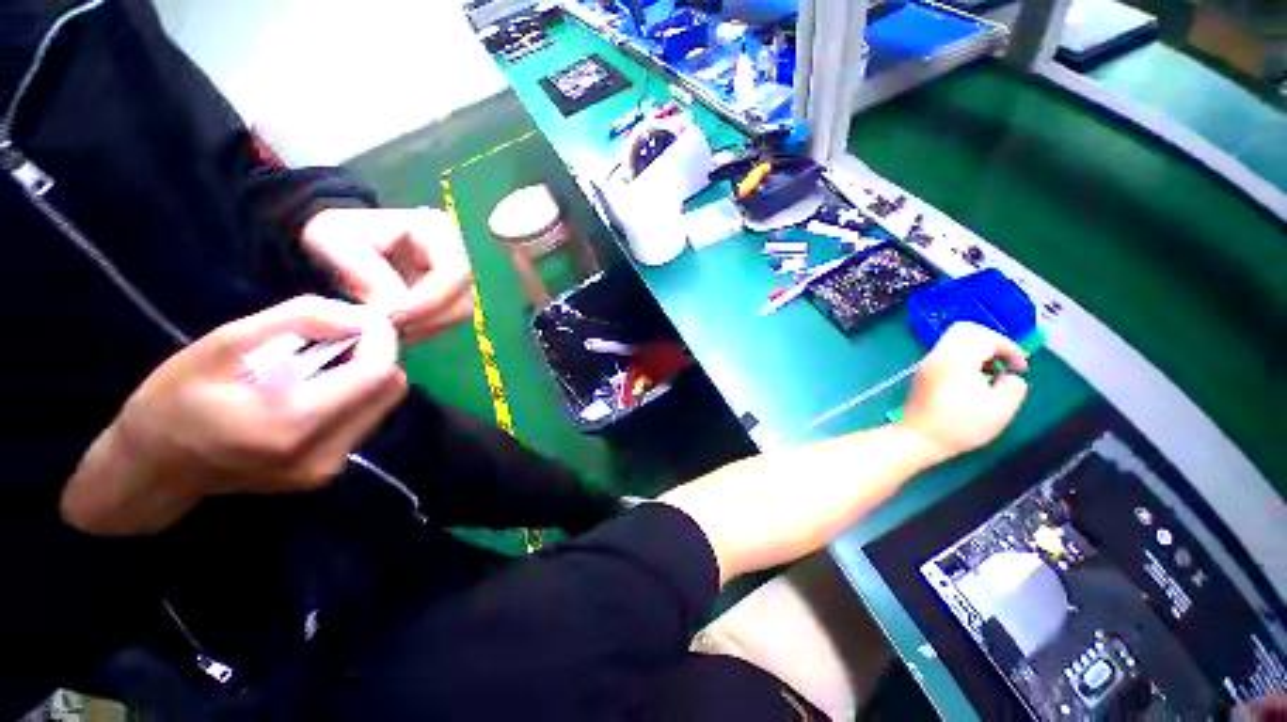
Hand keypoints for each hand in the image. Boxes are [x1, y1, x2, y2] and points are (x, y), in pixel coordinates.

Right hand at [61, 296, 406, 534]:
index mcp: (292, 424)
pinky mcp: (327, 472)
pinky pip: (365, 419)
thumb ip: (299, 323)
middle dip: (376, 355)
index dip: (382, 340)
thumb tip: (361, 317)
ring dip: (367, 375)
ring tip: (322, 362)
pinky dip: (355, 395)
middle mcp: (324, 454)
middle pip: (390, 389)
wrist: (152, 471)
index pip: (377, 373)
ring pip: (383, 404)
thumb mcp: (223, 345)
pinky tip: (318, 388)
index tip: (365, 318)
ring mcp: (329, 468)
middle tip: (339, 337)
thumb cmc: (173, 401)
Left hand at [301, 207, 473, 343]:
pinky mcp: (452, 298)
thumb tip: (393, 310)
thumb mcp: (335, 241)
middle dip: (427, 319)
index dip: (430, 299)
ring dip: (425, 328)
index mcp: (438, 230)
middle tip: (388, 329)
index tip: (393, 317)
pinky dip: (423, 330)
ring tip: (389, 329)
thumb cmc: (338, 232)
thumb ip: (364, 273)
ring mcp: (459, 279)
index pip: (453, 272)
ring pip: (459, 314)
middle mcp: (460, 255)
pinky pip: (449, 322)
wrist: (340, 240)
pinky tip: (396, 327)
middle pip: (462, 299)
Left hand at [898, 322, 1028, 462]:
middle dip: (991, 340)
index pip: (987, 337)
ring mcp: (927, 363)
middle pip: (966, 329)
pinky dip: (964, 358)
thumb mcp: (1001, 409)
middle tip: (1005, 361)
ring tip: (990, 373)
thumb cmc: (960, 425)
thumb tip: (1009, 376)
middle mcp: (938, 355)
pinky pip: (946, 353)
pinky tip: (973, 380)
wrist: (919, 438)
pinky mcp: (923, 373)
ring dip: (977, 349)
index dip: (1010, 348)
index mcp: (957, 359)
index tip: (1020, 368)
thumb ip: (1013, 386)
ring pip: (954, 340)